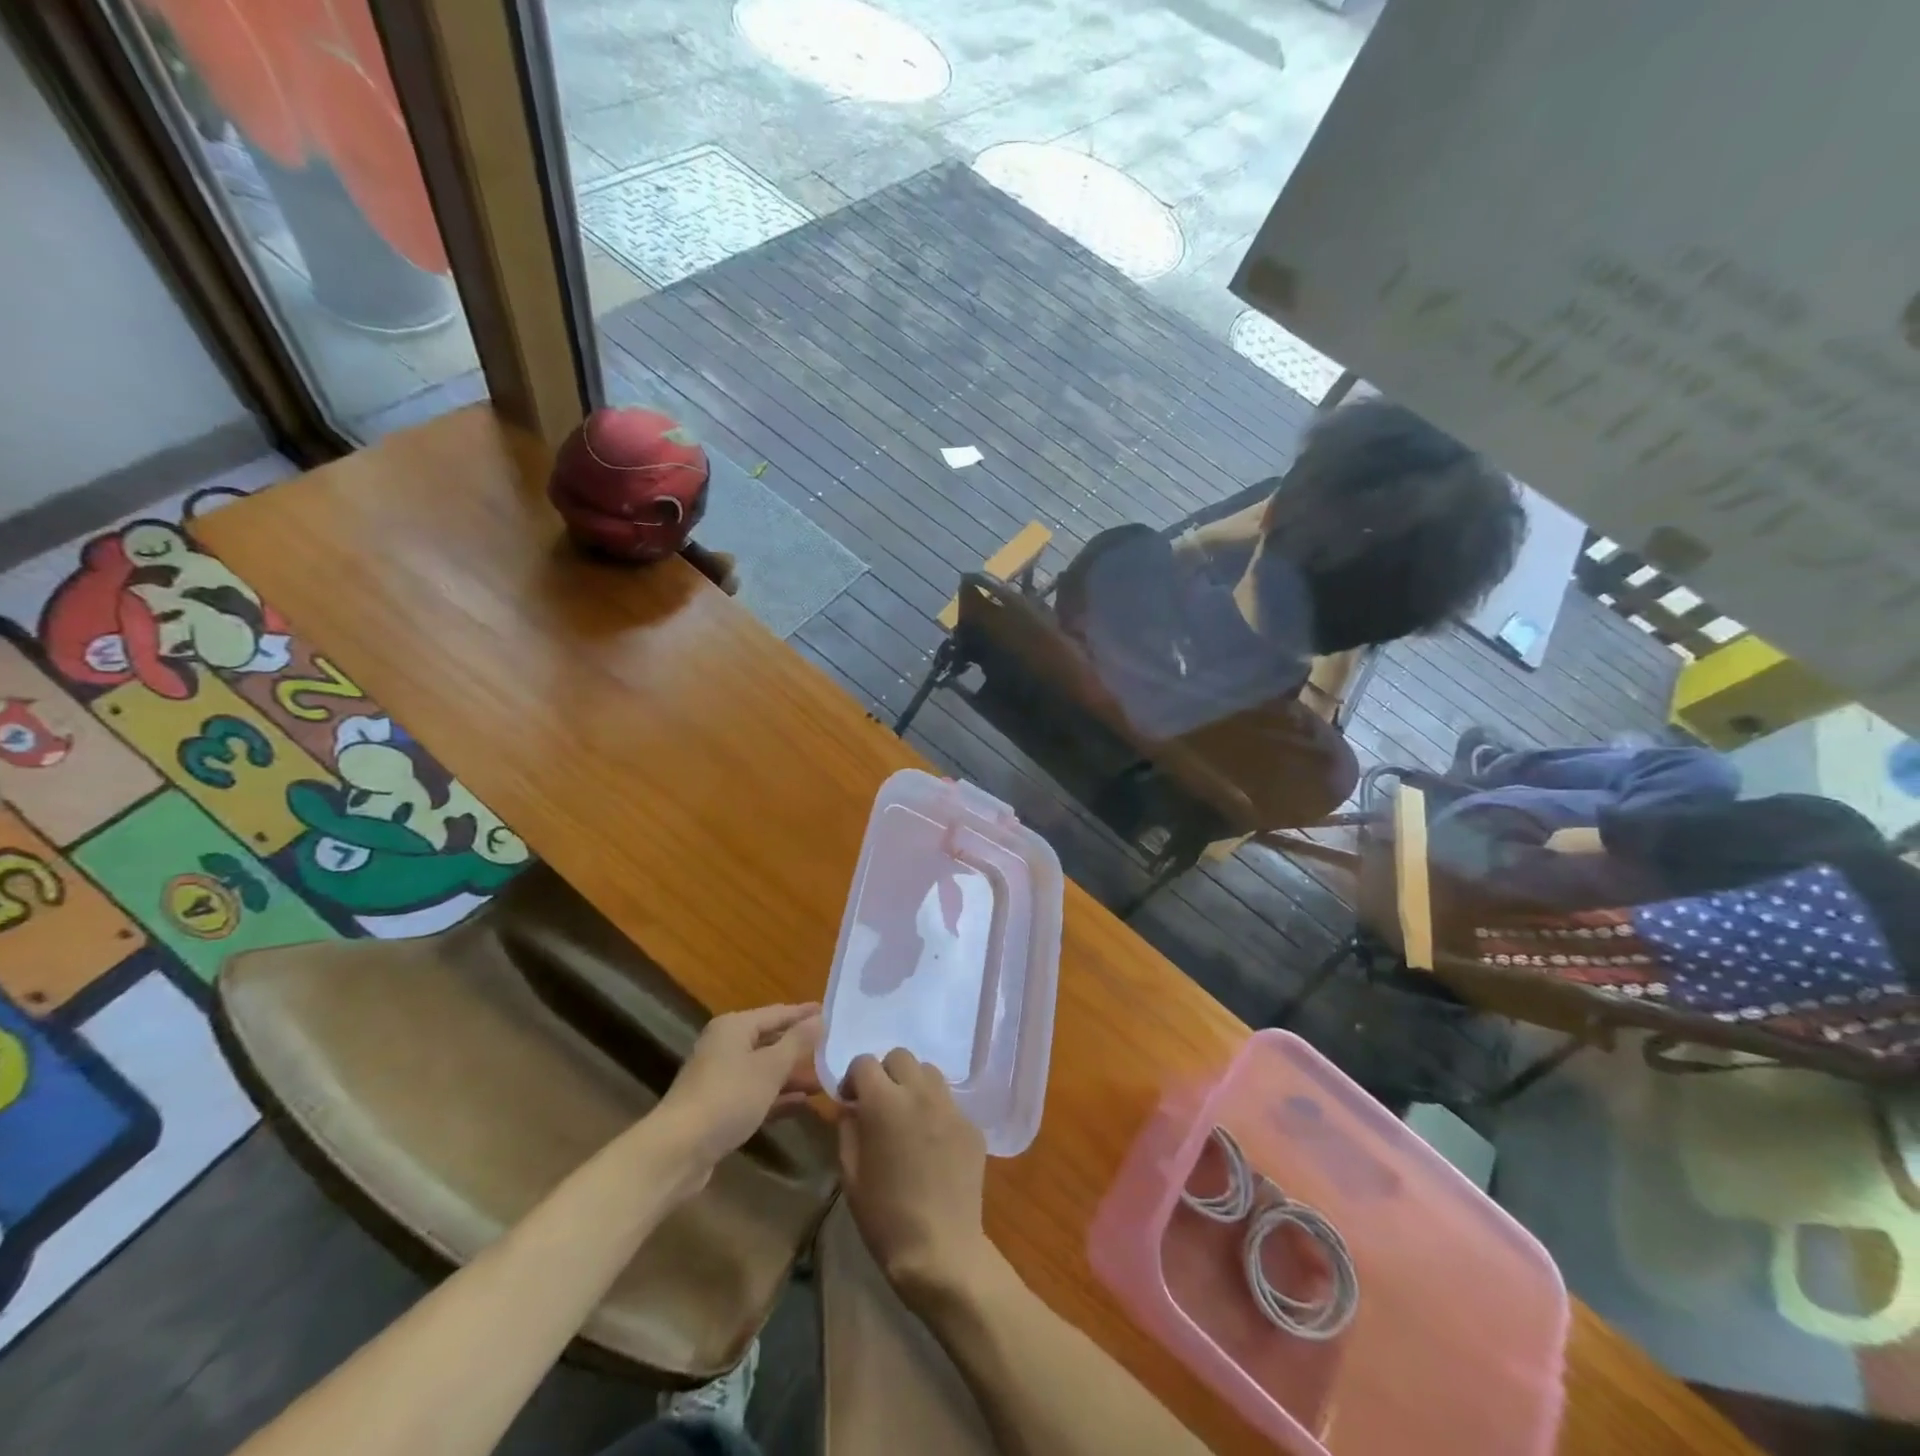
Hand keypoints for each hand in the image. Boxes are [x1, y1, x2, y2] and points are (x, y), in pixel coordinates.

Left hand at [658, 1004, 821, 1177]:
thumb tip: (821, 1018)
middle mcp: (725, 1046)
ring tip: (825, 1078)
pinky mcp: (720, 1107)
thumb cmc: (728, 1097)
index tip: (831, 1012)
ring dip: (792, 1074)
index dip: (804, 1013)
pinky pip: (756, 1093)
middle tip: (833, 1046)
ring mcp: (721, 1078)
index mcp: (734, 1027)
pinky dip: (778, 1096)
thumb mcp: (770, 1067)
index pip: (777, 1013)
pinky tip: (803, 1103)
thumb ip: (797, 1041)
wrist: (678, 1151)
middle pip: (770, 1040)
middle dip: (800, 1046)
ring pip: (764, 1069)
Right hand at [838, 1050, 995, 1308]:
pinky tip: (932, 1144)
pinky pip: (949, 1102)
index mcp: (885, 1103)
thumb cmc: (885, 1217)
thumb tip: (851, 1107)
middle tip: (880, 1105)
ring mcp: (950, 1107)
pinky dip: (935, 1110)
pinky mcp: (971, 1125)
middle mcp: (920, 1093)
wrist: (941, 1250)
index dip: (854, 1078)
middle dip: (885, 1073)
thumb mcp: (850, 1175)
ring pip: (929, 1072)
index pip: (865, 1062)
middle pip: (900, 1056)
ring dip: (913, 1085)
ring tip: (908, 1118)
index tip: (851, 1101)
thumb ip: (848, 1129)